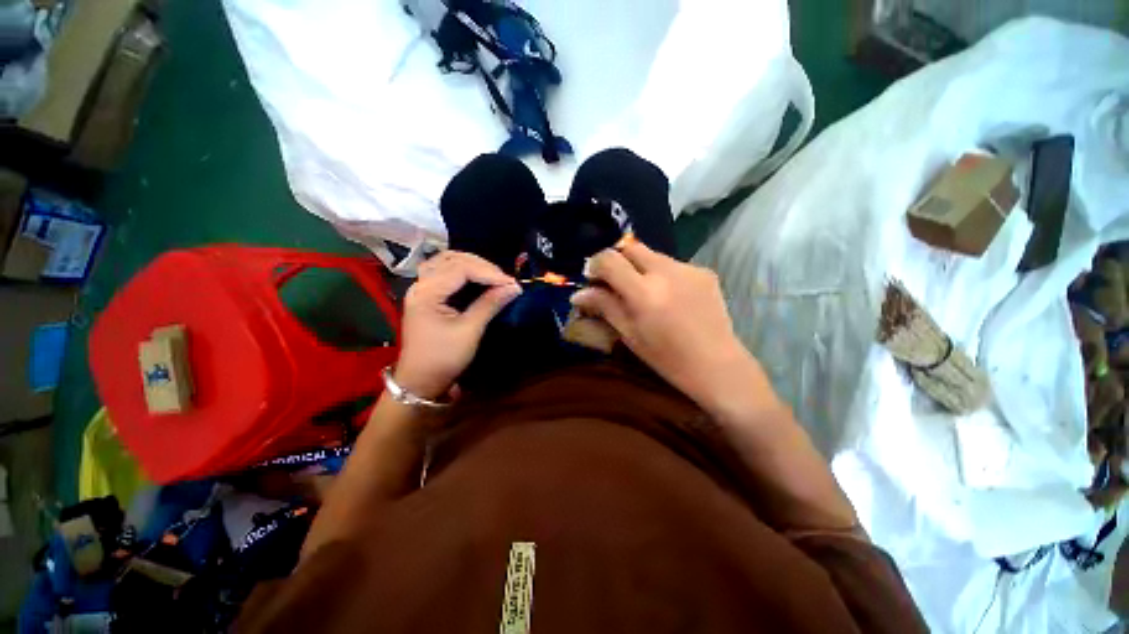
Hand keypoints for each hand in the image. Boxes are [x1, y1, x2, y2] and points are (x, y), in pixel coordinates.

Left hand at [395, 251, 521, 399]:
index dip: (489, 272)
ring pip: (446, 262)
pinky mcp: (426, 296)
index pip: (460, 268)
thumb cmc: (443, 358)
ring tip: (492, 275)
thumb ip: (490, 304)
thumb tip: (514, 287)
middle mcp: (420, 284)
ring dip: (471, 264)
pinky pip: (444, 272)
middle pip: (452, 259)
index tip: (511, 283)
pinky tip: (477, 278)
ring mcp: (421, 289)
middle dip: (481, 265)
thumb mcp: (470, 331)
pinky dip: (463, 271)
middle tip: (504, 279)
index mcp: (427, 292)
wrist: (420, 381)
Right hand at [571, 242, 778, 418]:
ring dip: (640, 267)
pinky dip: (662, 274)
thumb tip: (579, 294)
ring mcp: (688, 269)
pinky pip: (673, 265)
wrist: (717, 365)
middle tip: (615, 281)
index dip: (595, 265)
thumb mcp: (630, 334)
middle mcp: (666, 271)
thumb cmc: (667, 358)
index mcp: (644, 292)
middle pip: (631, 247)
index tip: (592, 277)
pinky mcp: (704, 272)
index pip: (609, 260)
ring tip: (644, 292)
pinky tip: (668, 296)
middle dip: (618, 260)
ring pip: (653, 255)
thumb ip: (605, 307)